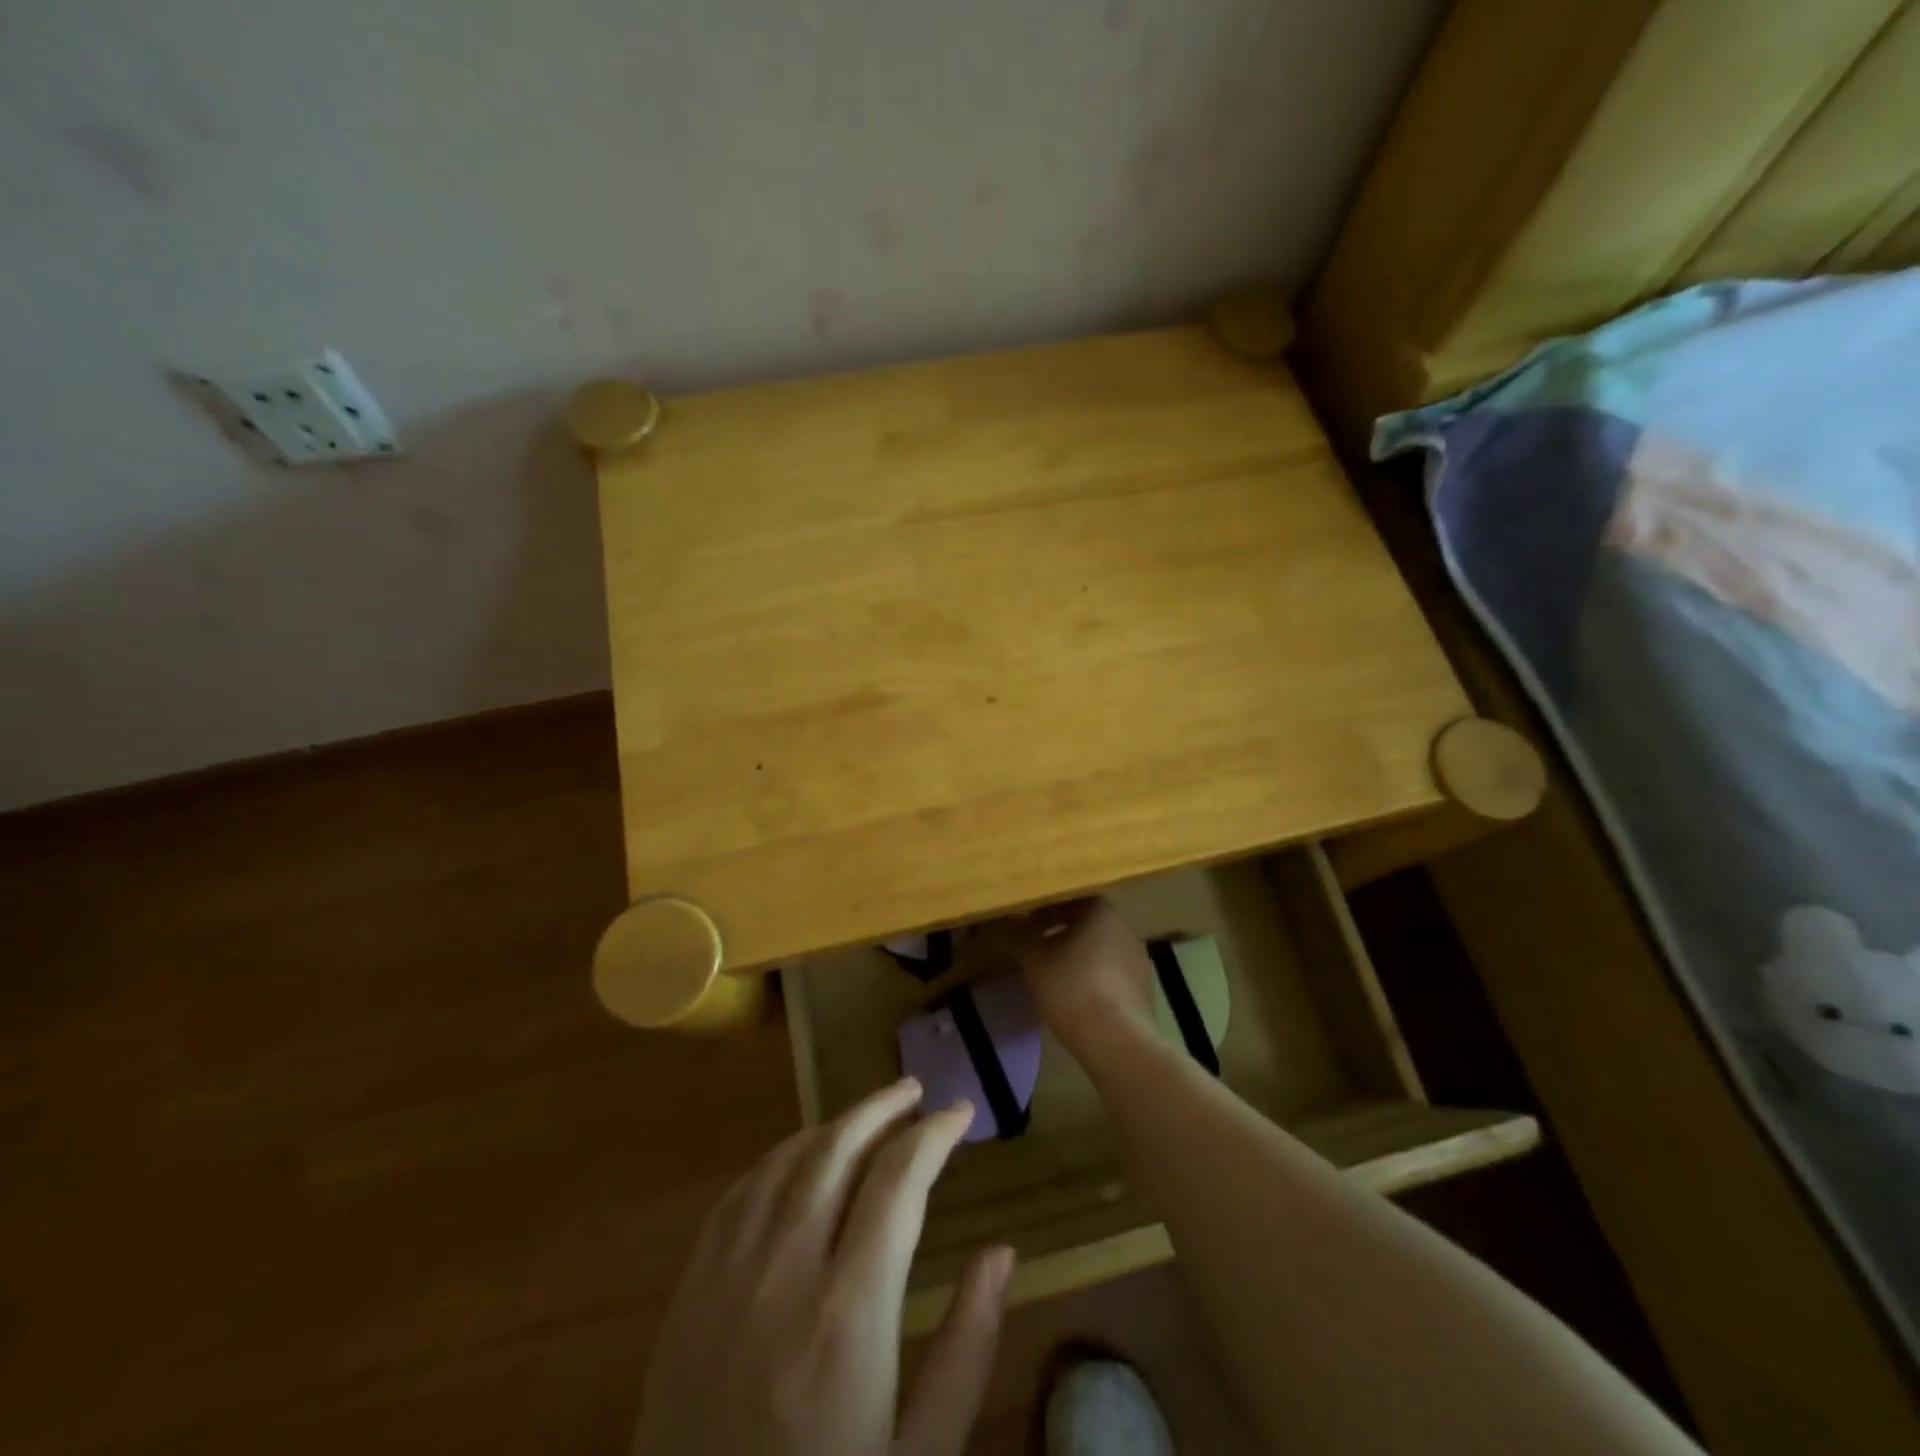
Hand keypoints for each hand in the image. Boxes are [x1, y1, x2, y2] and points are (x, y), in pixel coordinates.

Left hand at [633, 1078, 1014, 1455]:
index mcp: (848, 1315)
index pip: (898, 1182)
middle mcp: (784, 1274)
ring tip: (867, 1117)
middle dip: (883, 1108)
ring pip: (785, 1161)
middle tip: (916, 1090)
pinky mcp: (689, 1294)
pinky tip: (798, 1158)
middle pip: (838, 1151)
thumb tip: (1001, 1251)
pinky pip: (736, 1195)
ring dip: (832, 1126)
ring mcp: (727, 1278)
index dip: (934, 1135)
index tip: (962, 1112)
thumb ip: (966, 1349)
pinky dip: (776, 1159)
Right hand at [1002, 898, 1156, 1058]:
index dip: (1045, 909)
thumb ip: (1017, 934)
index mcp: (1100, 910)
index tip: (1027, 925)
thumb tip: (1003, 920)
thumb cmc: (1071, 987)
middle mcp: (1124, 926)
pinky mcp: (1144, 986)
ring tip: (1055, 972)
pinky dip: (1094, 974)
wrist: (1116, 1039)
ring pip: (1100, 946)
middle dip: (1061, 931)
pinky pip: (1112, 970)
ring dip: (1078, 953)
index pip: (1069, 898)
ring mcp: (1138, 956)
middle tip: (1037, 946)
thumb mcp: (1033, 959)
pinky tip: (1079, 994)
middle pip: (1086, 921)